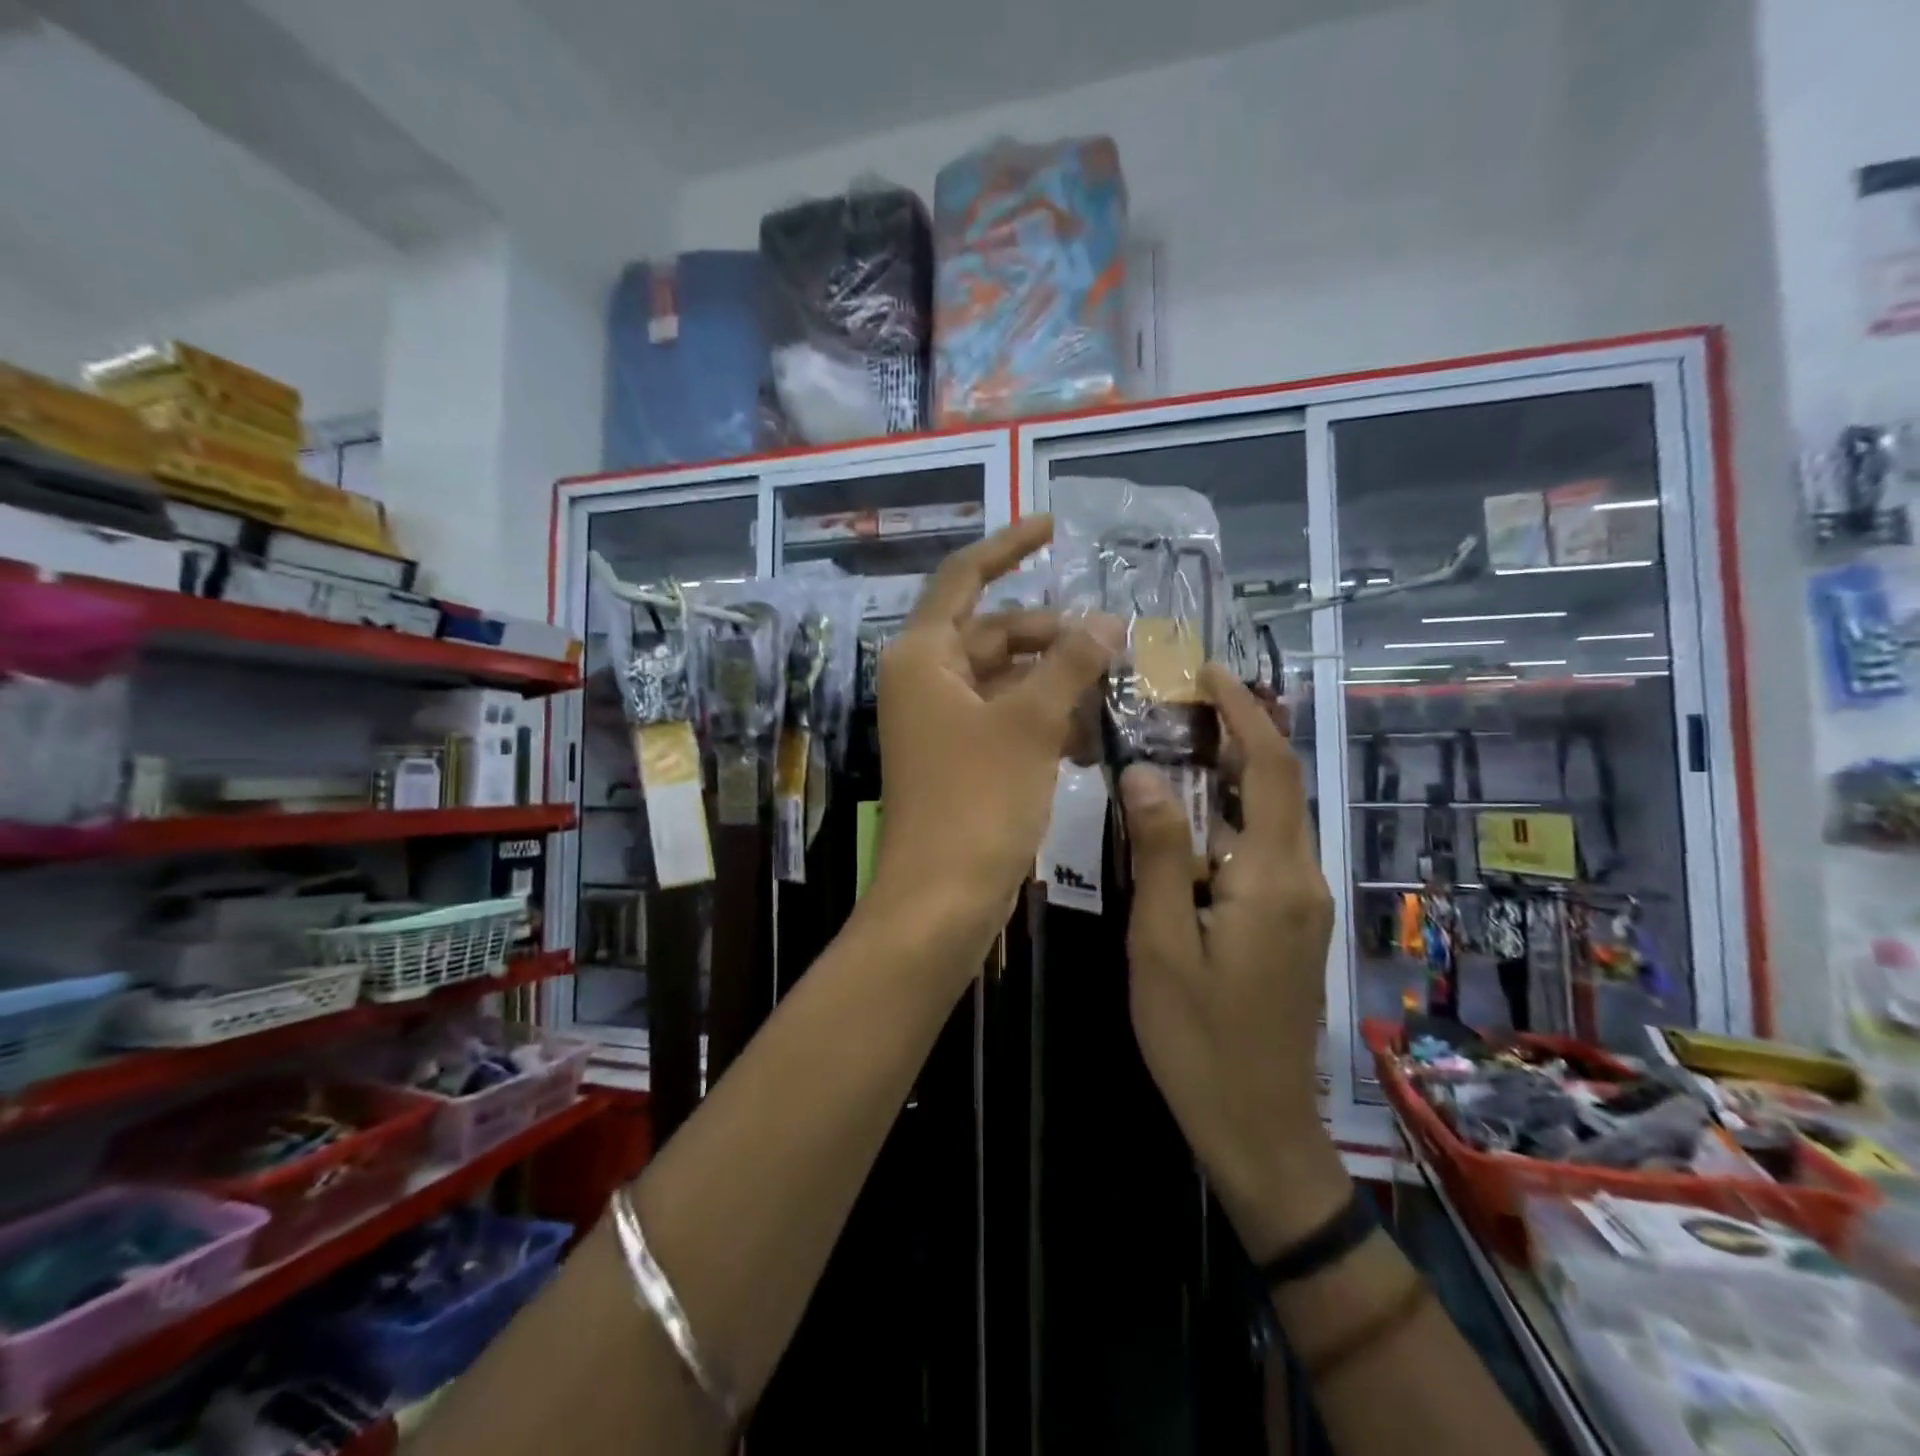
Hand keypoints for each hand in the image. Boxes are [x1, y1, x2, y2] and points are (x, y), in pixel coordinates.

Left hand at [872, 515, 1118, 944]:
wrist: (941, 901)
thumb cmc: (978, 802)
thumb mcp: (1030, 724)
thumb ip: (1069, 664)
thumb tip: (1106, 620)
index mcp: (924, 656)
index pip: (964, 578)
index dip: (1008, 547)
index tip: (1053, 525)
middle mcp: (926, 681)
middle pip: (994, 634)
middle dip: (1053, 635)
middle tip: (1115, 640)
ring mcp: (941, 723)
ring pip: (1006, 681)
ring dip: (1057, 682)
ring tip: (1115, 689)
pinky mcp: (960, 760)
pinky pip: (1006, 720)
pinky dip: (1044, 720)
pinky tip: (1090, 736)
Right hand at [1120, 665, 1349, 1259]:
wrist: (1260, 1126)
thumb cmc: (1199, 1039)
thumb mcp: (1160, 944)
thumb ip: (1159, 854)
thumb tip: (1146, 772)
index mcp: (1272, 878)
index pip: (1270, 768)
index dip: (1244, 712)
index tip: (1208, 672)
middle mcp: (1303, 879)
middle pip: (1282, 783)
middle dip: (1243, 730)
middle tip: (1185, 698)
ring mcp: (1304, 904)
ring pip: (1277, 815)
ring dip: (1239, 769)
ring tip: (1183, 741)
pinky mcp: (1294, 924)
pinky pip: (1270, 846)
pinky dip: (1238, 811)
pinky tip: (1196, 816)